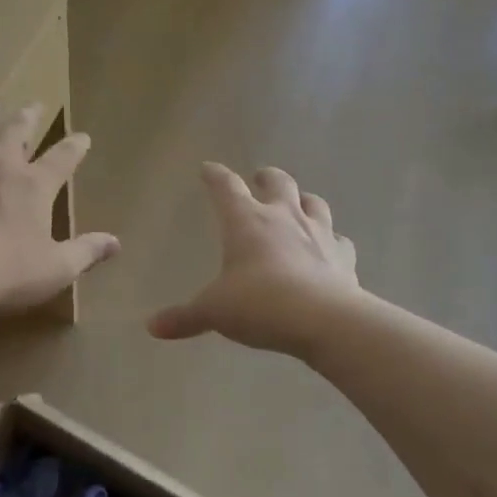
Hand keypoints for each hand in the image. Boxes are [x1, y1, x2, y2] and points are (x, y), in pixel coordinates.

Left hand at [0, 99, 119, 317]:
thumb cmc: (5, 272)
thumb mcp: (56, 269)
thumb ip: (85, 252)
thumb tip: (115, 243)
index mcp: (34, 185)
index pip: (62, 157)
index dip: (75, 146)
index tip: (83, 137)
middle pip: (16, 130)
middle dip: (28, 116)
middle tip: (34, 105)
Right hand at [148, 163, 361, 356]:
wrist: (324, 320)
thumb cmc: (259, 304)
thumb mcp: (214, 312)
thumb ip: (185, 317)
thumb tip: (153, 327)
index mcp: (245, 221)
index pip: (226, 187)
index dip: (215, 176)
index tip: (208, 169)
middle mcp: (283, 217)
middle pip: (277, 182)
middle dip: (266, 177)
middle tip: (260, 178)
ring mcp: (318, 233)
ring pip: (313, 202)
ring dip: (303, 200)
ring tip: (297, 205)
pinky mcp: (344, 256)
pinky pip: (340, 240)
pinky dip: (333, 240)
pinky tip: (330, 248)